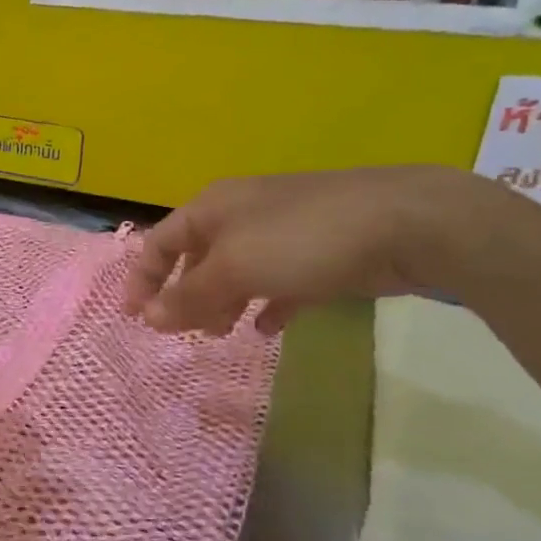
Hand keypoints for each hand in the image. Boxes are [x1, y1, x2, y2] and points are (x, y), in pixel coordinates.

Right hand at [123, 166, 472, 334]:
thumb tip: (150, 317)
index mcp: (213, 208)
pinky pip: (278, 282)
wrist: (404, 223)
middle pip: (197, 257)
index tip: (135, 317)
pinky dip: (265, 305)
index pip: (160, 241)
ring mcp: (282, 232)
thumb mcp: (235, 268)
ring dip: (222, 303)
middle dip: (184, 295)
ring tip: (221, 333)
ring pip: (236, 272)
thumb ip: (190, 295)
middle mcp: (241, 215)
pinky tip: (267, 328)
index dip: (143, 278)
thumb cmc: (301, 240)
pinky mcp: (318, 254)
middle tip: (184, 332)